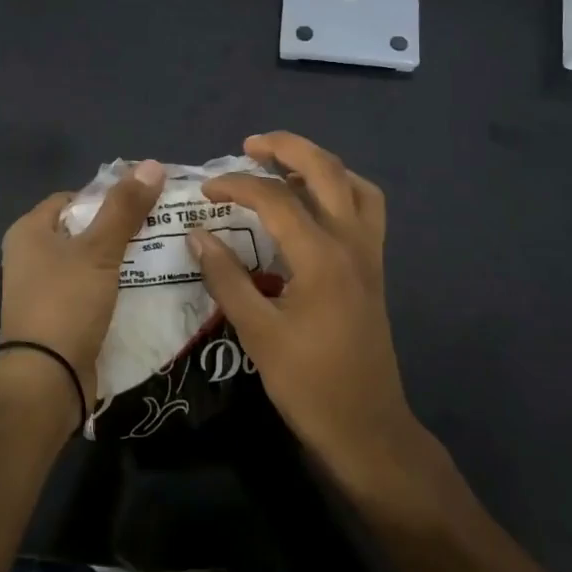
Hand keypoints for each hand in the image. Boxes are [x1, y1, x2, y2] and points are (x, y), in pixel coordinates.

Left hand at [0, 160, 165, 410]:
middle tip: (160, 227)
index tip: (144, 202)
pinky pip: (91, 290)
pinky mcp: (59, 317)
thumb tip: (152, 164)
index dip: (107, 196)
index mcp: (29, 232)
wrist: (47, 379)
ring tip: (162, 253)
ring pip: (90, 262)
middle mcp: (30, 256)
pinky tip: (145, 286)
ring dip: (121, 259)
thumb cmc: (66, 302)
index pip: (72, 199)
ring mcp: (43, 290)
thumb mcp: (98, 250)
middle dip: (120, 228)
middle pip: (83, 230)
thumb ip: (124, 208)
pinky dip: (115, 286)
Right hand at [186, 133, 424, 486]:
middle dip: (287, 148)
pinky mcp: (374, 267)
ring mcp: (369, 253)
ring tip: (283, 166)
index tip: (206, 189)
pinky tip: (315, 204)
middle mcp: (351, 242)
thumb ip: (226, 278)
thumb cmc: (308, 383)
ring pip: (354, 184)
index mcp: (321, 257)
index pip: (275, 199)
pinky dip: (342, 190)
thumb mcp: (257, 332)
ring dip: (318, 164)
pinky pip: (367, 209)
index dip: (236, 185)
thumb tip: (197, 235)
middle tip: (250, 145)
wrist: (366, 427)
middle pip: (325, 170)